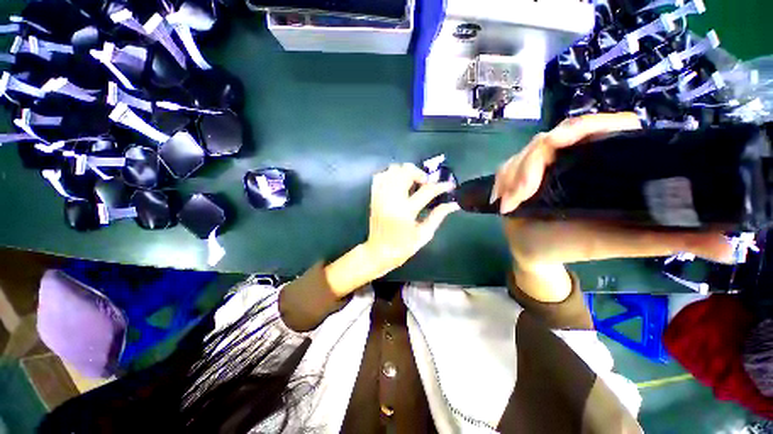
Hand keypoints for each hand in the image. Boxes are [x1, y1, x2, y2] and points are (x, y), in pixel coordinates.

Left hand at [364, 163, 459, 275]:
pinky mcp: (373, 196)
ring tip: (413, 182)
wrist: (378, 252)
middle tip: (427, 184)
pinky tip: (398, 183)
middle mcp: (391, 199)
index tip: (449, 185)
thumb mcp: (424, 235)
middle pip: (406, 172)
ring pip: (392, 170)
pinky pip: (380, 176)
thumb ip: (438, 216)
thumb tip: (453, 204)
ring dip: (406, 172)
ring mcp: (380, 196)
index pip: (426, 191)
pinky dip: (391, 174)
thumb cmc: (402, 247)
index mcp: (405, 211)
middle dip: (421, 174)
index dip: (441, 186)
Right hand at [496, 114, 733, 301]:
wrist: (535, 250)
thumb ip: (669, 240)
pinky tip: (502, 197)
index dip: (592, 126)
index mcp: (599, 166)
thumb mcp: (622, 242)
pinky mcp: (517, 174)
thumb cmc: (576, 245)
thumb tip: (731, 247)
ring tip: (511, 202)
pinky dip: (503, 180)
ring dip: (514, 175)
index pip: (600, 127)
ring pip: (525, 152)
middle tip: (524, 191)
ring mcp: (540, 166)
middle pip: (553, 136)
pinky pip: (507, 166)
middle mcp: (570, 159)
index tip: (573, 143)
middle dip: (533, 163)